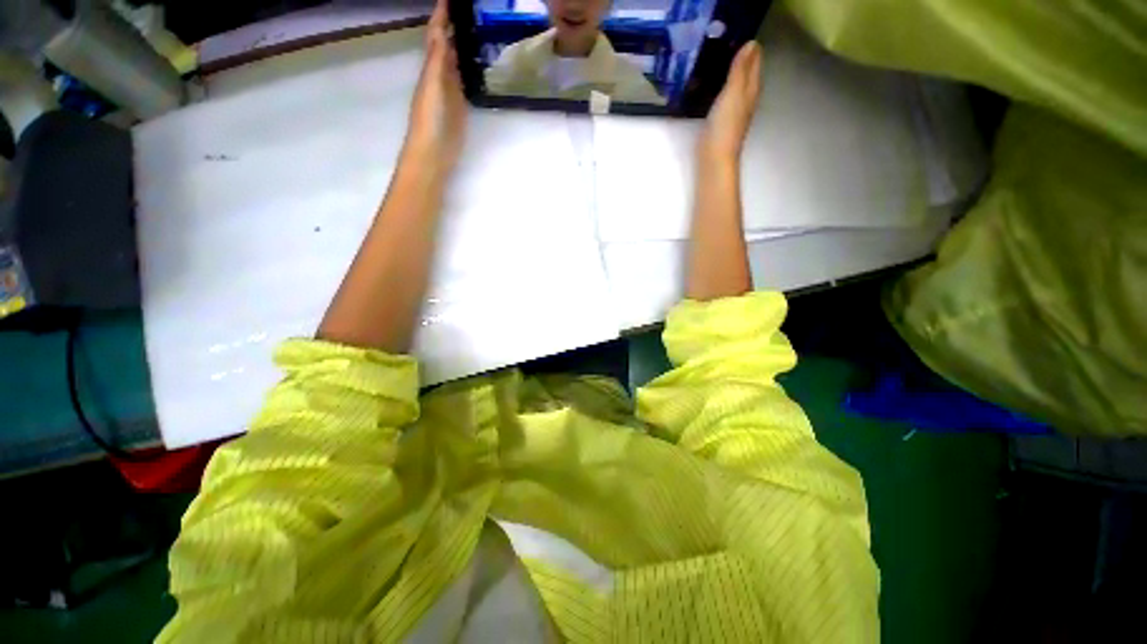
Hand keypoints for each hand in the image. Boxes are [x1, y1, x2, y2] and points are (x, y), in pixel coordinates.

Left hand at [402, 0, 467, 180]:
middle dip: (452, 26)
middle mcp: (439, 77)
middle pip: (445, 45)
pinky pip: (463, 82)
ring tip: (476, 29)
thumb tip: (442, 30)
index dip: (441, 16)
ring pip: (454, 62)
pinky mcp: (459, 108)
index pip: (435, 36)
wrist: (433, 154)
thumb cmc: (431, 121)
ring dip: (461, 46)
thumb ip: (439, 61)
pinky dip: (468, 70)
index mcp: (431, 69)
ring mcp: (449, 93)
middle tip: (469, 11)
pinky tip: (477, 65)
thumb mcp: (434, 87)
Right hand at [699, 42, 761, 162]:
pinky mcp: (723, 121)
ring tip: (723, 61)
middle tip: (733, 43)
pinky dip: (724, 89)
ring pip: (738, 87)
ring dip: (733, 74)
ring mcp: (735, 111)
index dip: (751, 50)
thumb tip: (751, 43)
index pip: (754, 65)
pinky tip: (716, 87)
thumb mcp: (733, 92)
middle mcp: (746, 99)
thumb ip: (740, 70)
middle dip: (744, 60)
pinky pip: (726, 98)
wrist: (715, 156)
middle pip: (748, 75)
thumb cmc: (725, 124)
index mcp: (751, 90)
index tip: (744, 34)